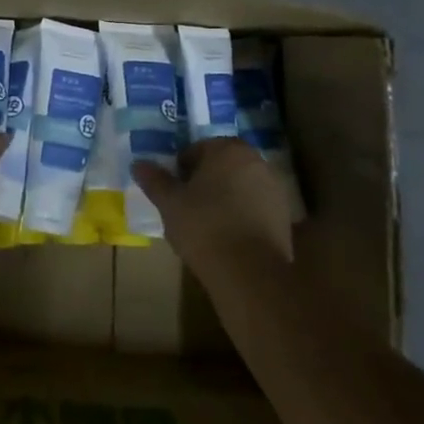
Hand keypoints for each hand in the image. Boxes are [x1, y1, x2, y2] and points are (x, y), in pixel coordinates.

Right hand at [134, 137, 292, 283]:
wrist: (250, 273)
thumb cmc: (204, 227)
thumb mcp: (170, 203)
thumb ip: (154, 180)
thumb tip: (138, 164)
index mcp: (228, 149)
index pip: (198, 149)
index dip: (182, 169)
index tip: (174, 191)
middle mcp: (256, 161)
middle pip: (222, 166)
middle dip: (206, 181)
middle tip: (187, 205)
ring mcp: (275, 188)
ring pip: (240, 186)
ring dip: (225, 197)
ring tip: (207, 224)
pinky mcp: (285, 216)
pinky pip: (256, 207)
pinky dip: (242, 215)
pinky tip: (228, 237)